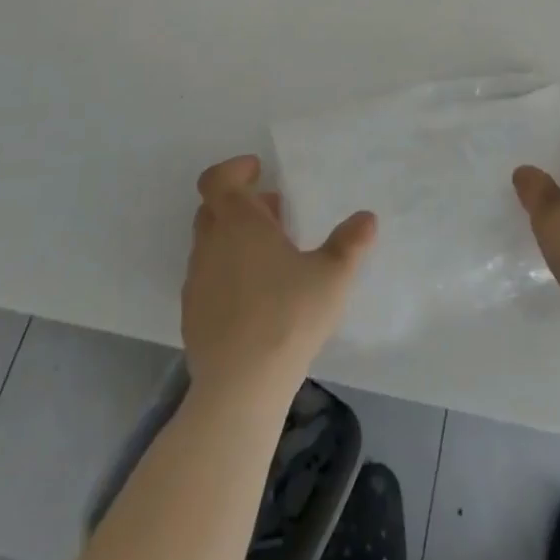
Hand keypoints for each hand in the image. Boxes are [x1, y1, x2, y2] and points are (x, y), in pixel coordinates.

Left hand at [182, 155, 375, 406]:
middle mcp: (210, 245)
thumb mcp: (333, 275)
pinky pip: (207, 278)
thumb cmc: (287, 316)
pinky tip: (255, 297)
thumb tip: (367, 218)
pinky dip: (226, 272)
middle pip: (213, 209)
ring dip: (233, 239)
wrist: (239, 389)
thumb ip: (350, 242)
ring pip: (209, 244)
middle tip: (275, 214)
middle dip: (241, 204)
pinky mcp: (191, 316)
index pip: (217, 179)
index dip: (234, 170)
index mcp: (239, 223)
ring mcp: (196, 282)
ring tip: (271, 257)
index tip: (259, 172)